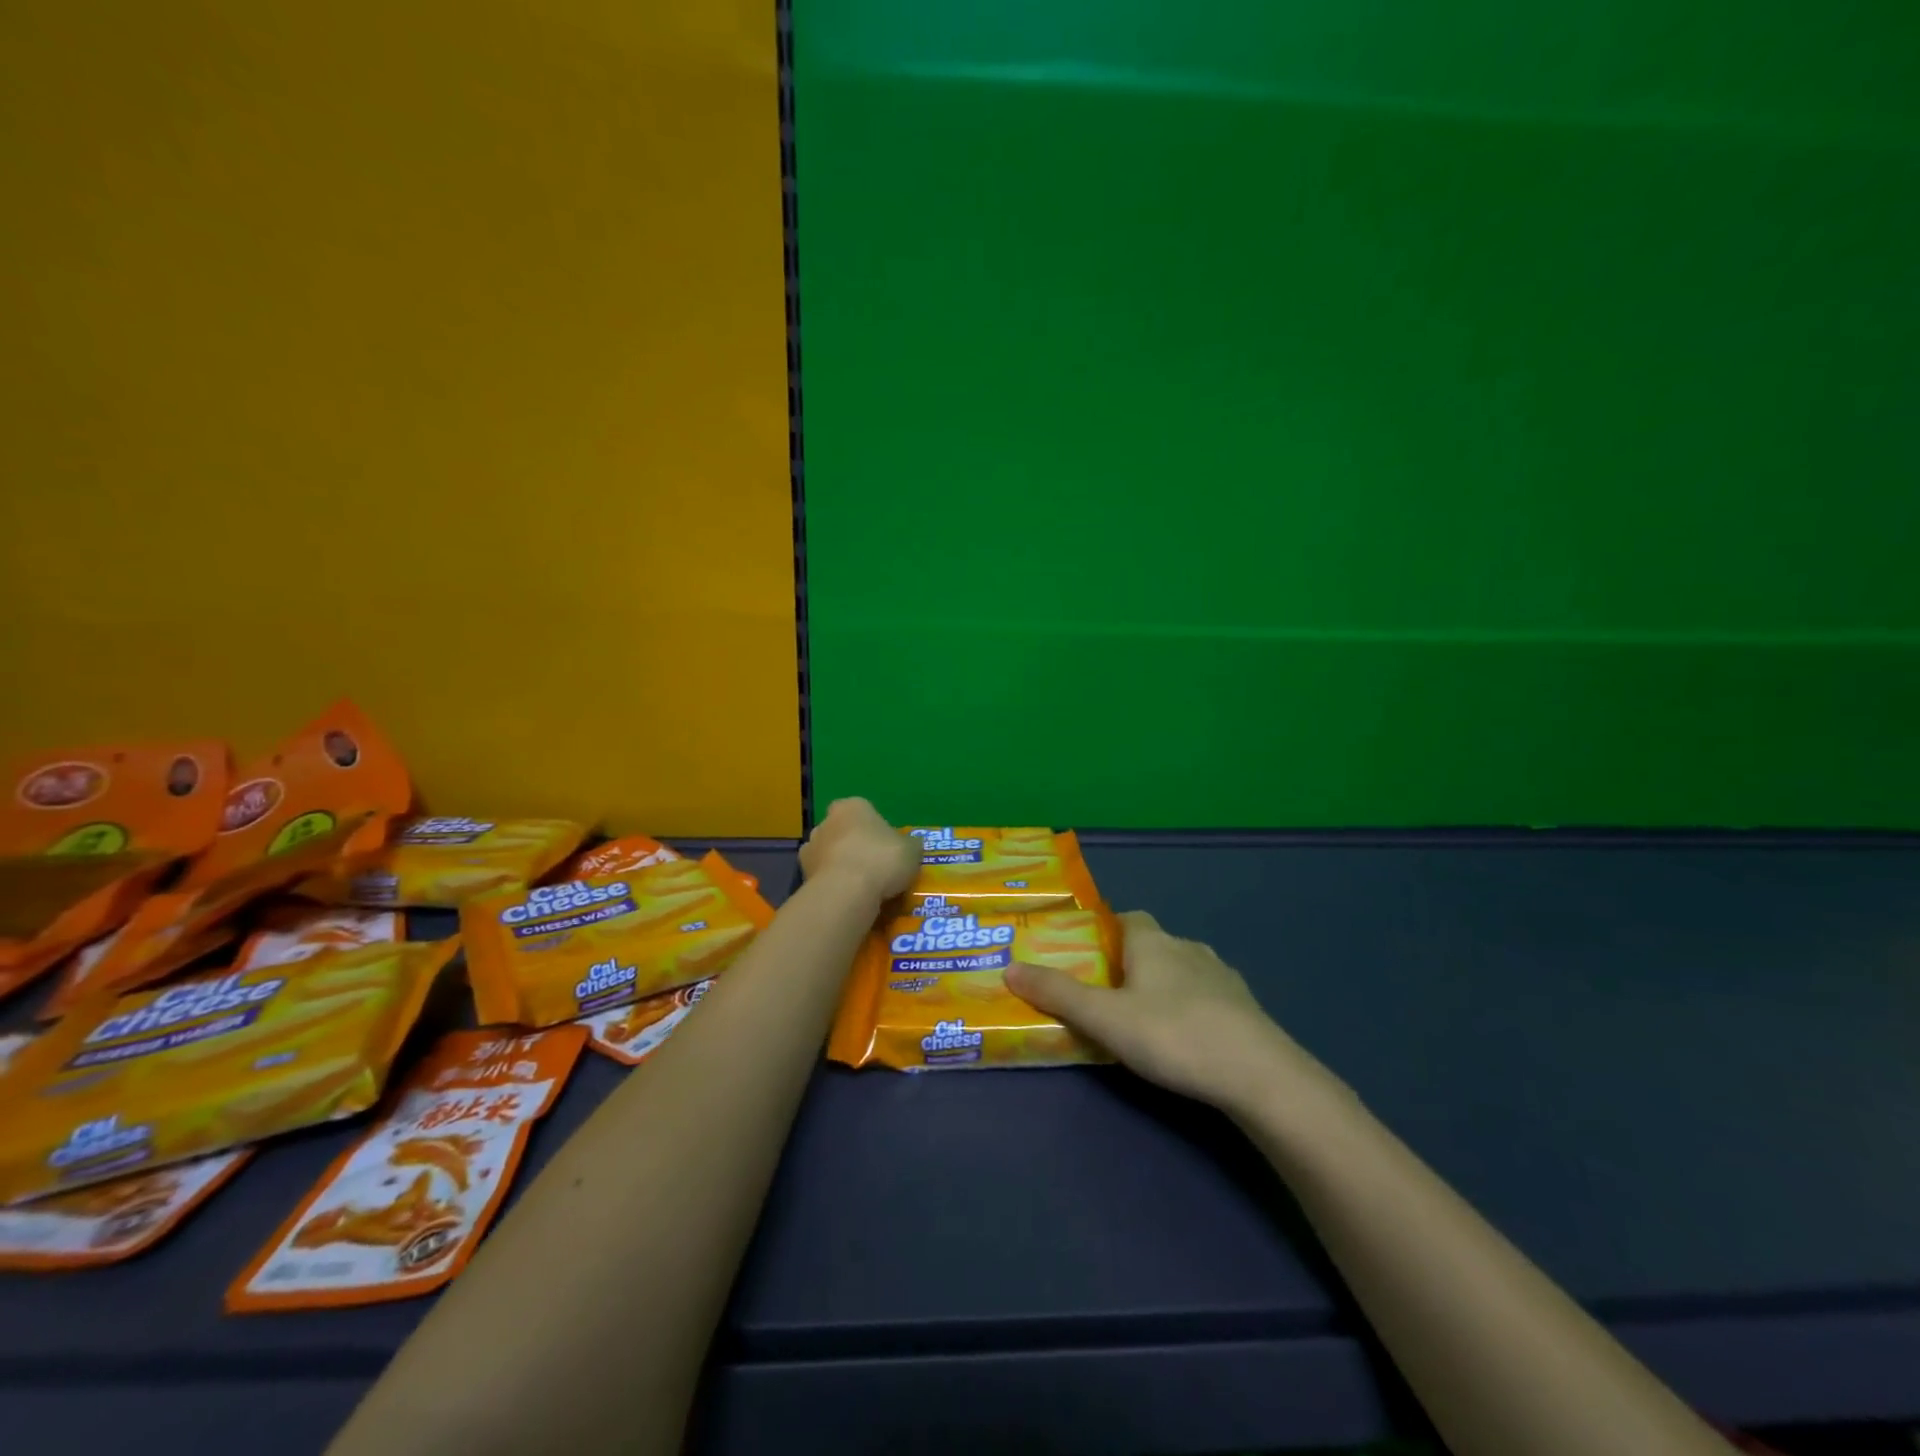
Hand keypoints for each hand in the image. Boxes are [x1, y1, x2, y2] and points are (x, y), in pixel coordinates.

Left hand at [798, 798, 920, 904]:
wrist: (847, 892)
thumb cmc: (882, 859)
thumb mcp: (911, 851)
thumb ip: (910, 846)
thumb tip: (912, 846)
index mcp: (852, 806)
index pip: (862, 810)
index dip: (874, 827)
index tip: (886, 846)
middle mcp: (826, 821)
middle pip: (842, 831)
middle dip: (854, 845)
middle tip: (874, 866)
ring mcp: (810, 848)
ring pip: (829, 854)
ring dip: (840, 865)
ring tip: (861, 887)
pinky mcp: (802, 875)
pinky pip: (823, 877)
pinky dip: (832, 884)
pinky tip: (848, 898)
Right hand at [1004, 911, 1331, 1115]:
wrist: (1259, 1074)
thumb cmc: (1173, 1034)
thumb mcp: (1105, 1018)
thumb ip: (1058, 994)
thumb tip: (1009, 968)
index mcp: (1153, 941)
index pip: (1126, 918)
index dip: (1105, 932)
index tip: (1086, 956)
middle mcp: (1187, 947)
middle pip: (1151, 945)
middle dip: (1129, 963)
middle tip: (1106, 996)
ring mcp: (1222, 976)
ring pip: (1181, 970)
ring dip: (1161, 986)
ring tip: (1142, 1021)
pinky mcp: (1245, 1007)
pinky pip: (1207, 997)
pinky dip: (1191, 1008)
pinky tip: (1184, 1039)